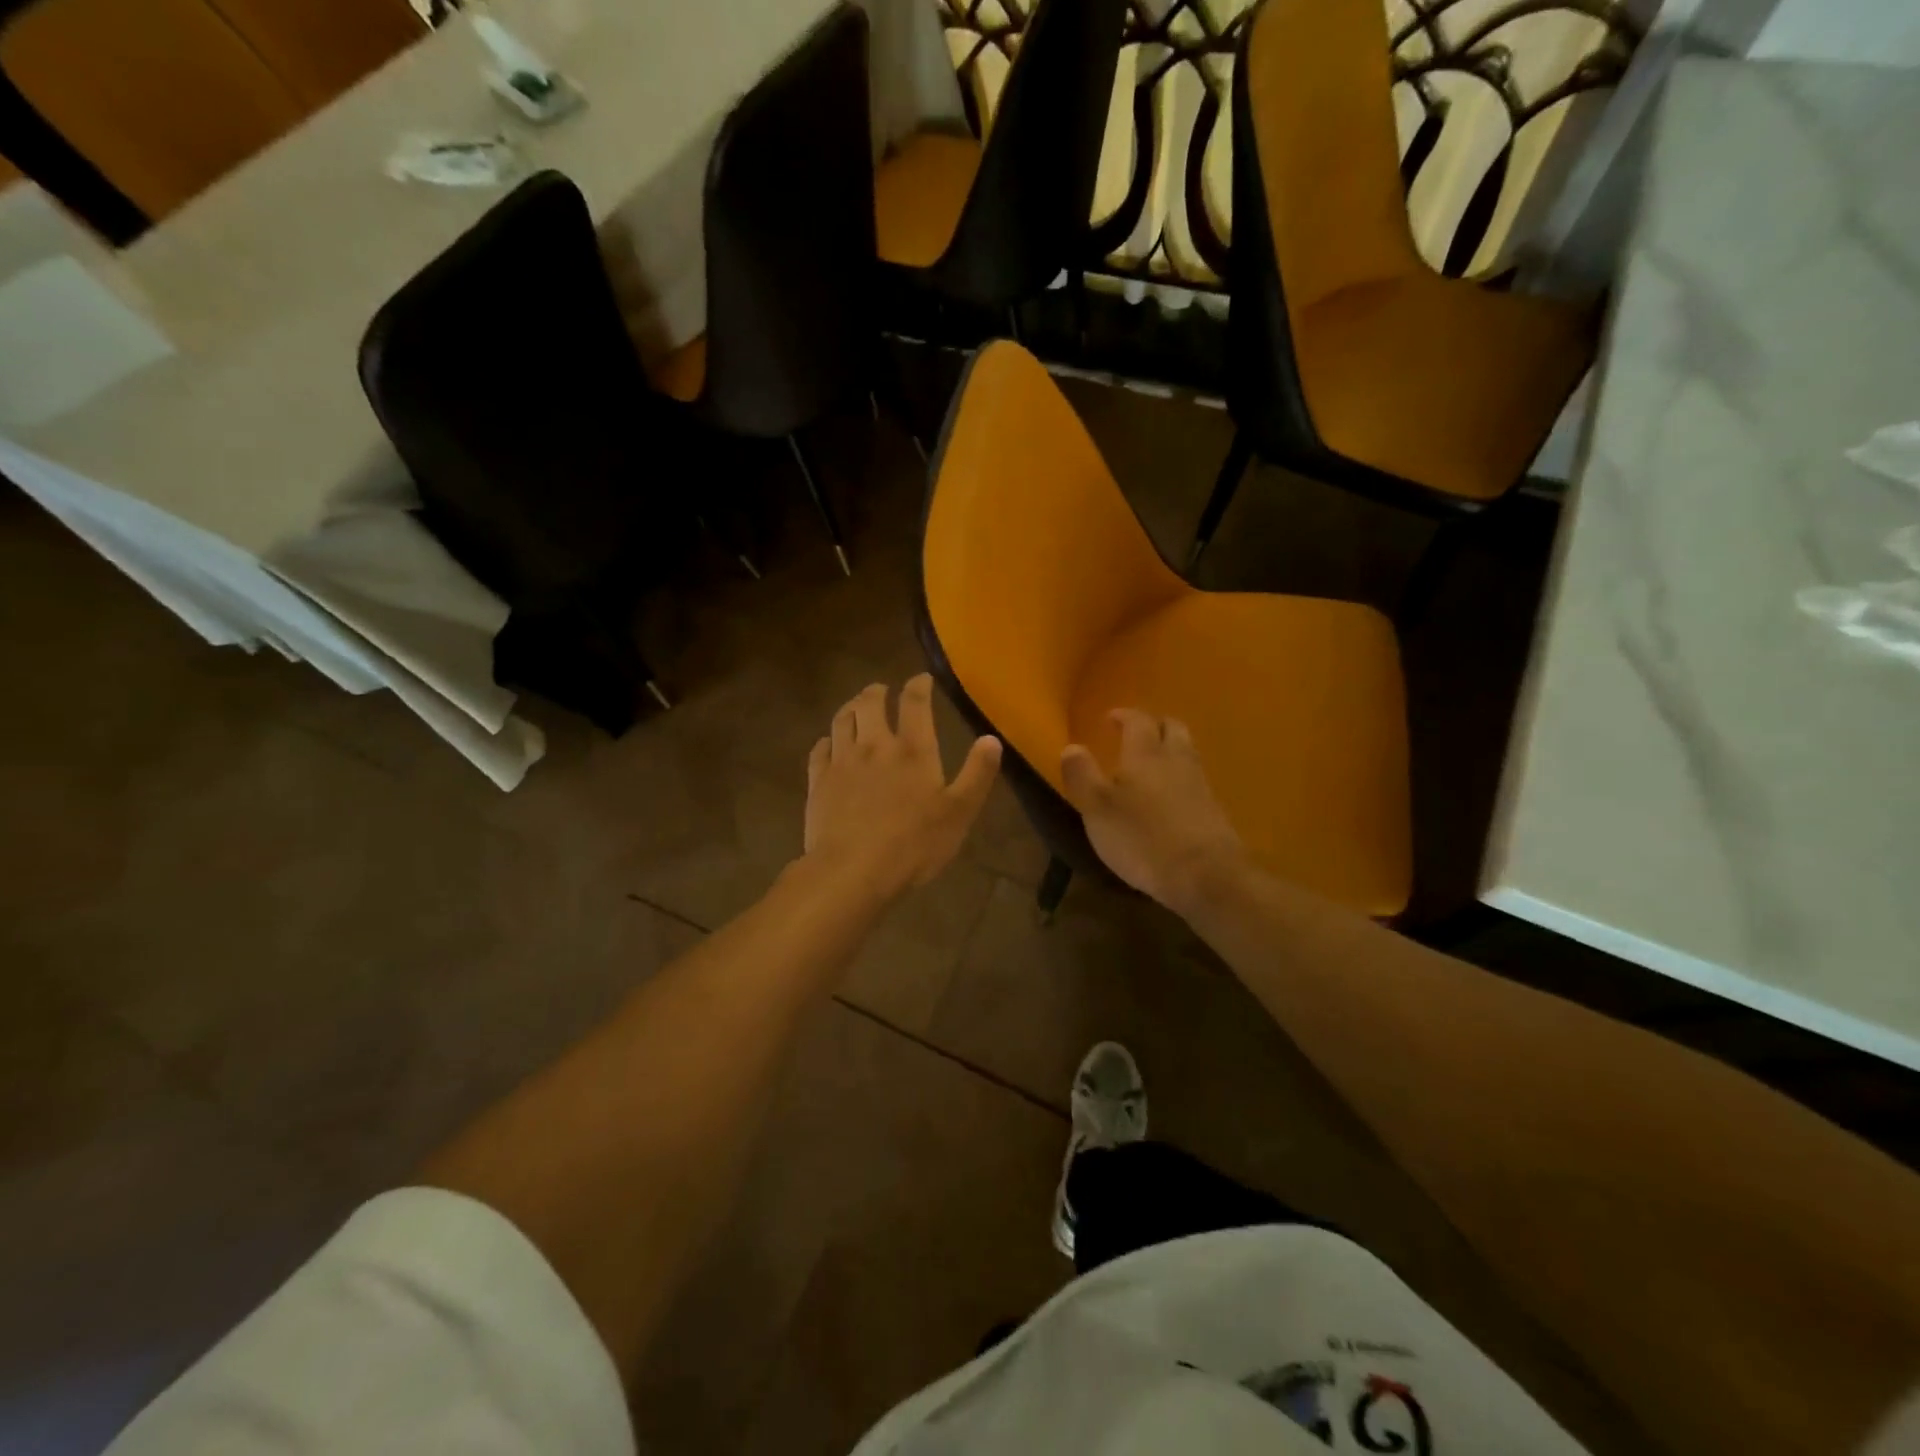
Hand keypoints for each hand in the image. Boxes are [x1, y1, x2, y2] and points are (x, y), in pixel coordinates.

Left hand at [804, 675, 1001, 902]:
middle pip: (870, 703)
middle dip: (877, 691)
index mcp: (913, 750)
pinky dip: (826, 741)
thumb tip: (991, 739)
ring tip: (856, 708)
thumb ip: (977, 774)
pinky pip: (819, 750)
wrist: (852, 871)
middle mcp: (875, 745)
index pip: (915, 703)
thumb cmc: (914, 844)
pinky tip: (828, 744)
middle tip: (882, 690)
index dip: (919, 685)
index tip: (922, 679)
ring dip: (850, 708)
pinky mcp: (818, 782)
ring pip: (842, 720)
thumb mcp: (959, 812)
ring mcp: (842, 762)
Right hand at [1060, 709, 1249, 915]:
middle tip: (1136, 734)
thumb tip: (1071, 747)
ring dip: (1170, 751)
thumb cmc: (1142, 838)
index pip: (1138, 721)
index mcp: (1146, 754)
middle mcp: (1177, 760)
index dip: (1124, 716)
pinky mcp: (1214, 811)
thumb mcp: (1097, 809)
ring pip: (1187, 753)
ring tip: (1150, 766)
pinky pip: (1195, 781)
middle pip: (1172, 728)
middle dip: (1154, 726)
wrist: (1206, 875)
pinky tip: (1169, 798)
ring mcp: (1200, 785)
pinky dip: (1180, 779)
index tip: (1111, 718)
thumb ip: (1082, 775)